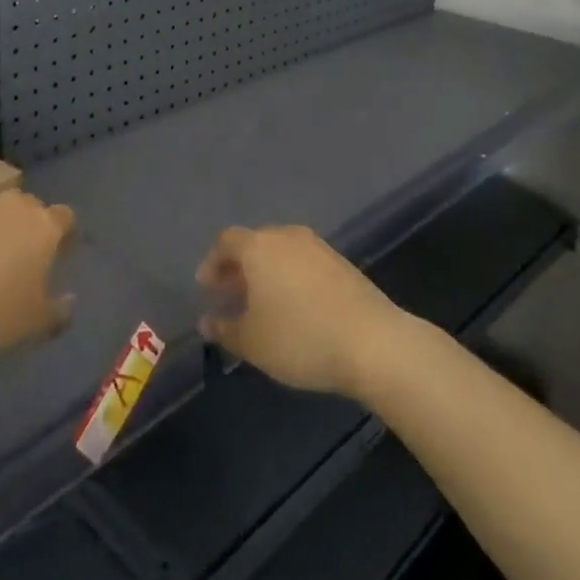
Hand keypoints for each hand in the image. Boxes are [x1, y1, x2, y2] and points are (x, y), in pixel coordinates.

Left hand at [0, 189, 76, 356]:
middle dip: (27, 228)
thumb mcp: (33, 324)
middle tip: (18, 260)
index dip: (64, 236)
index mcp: (44, 225)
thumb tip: (70, 300)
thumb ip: (58, 311)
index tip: (58, 256)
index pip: (66, 218)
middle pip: (29, 208)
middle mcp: (14, 203)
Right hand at [195, 225, 404, 397]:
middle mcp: (287, 236)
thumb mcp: (253, 342)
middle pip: (255, 244)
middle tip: (231, 295)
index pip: (227, 241)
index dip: (212, 262)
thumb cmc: (300, 337)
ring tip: (262, 305)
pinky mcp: (343, 264)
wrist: (373, 342)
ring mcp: (318, 247)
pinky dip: (291, 278)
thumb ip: (225, 330)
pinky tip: (294, 308)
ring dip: (267, 273)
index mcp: (259, 246)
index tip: (206, 287)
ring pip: (281, 253)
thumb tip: (207, 322)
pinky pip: (304, 263)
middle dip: (239, 268)